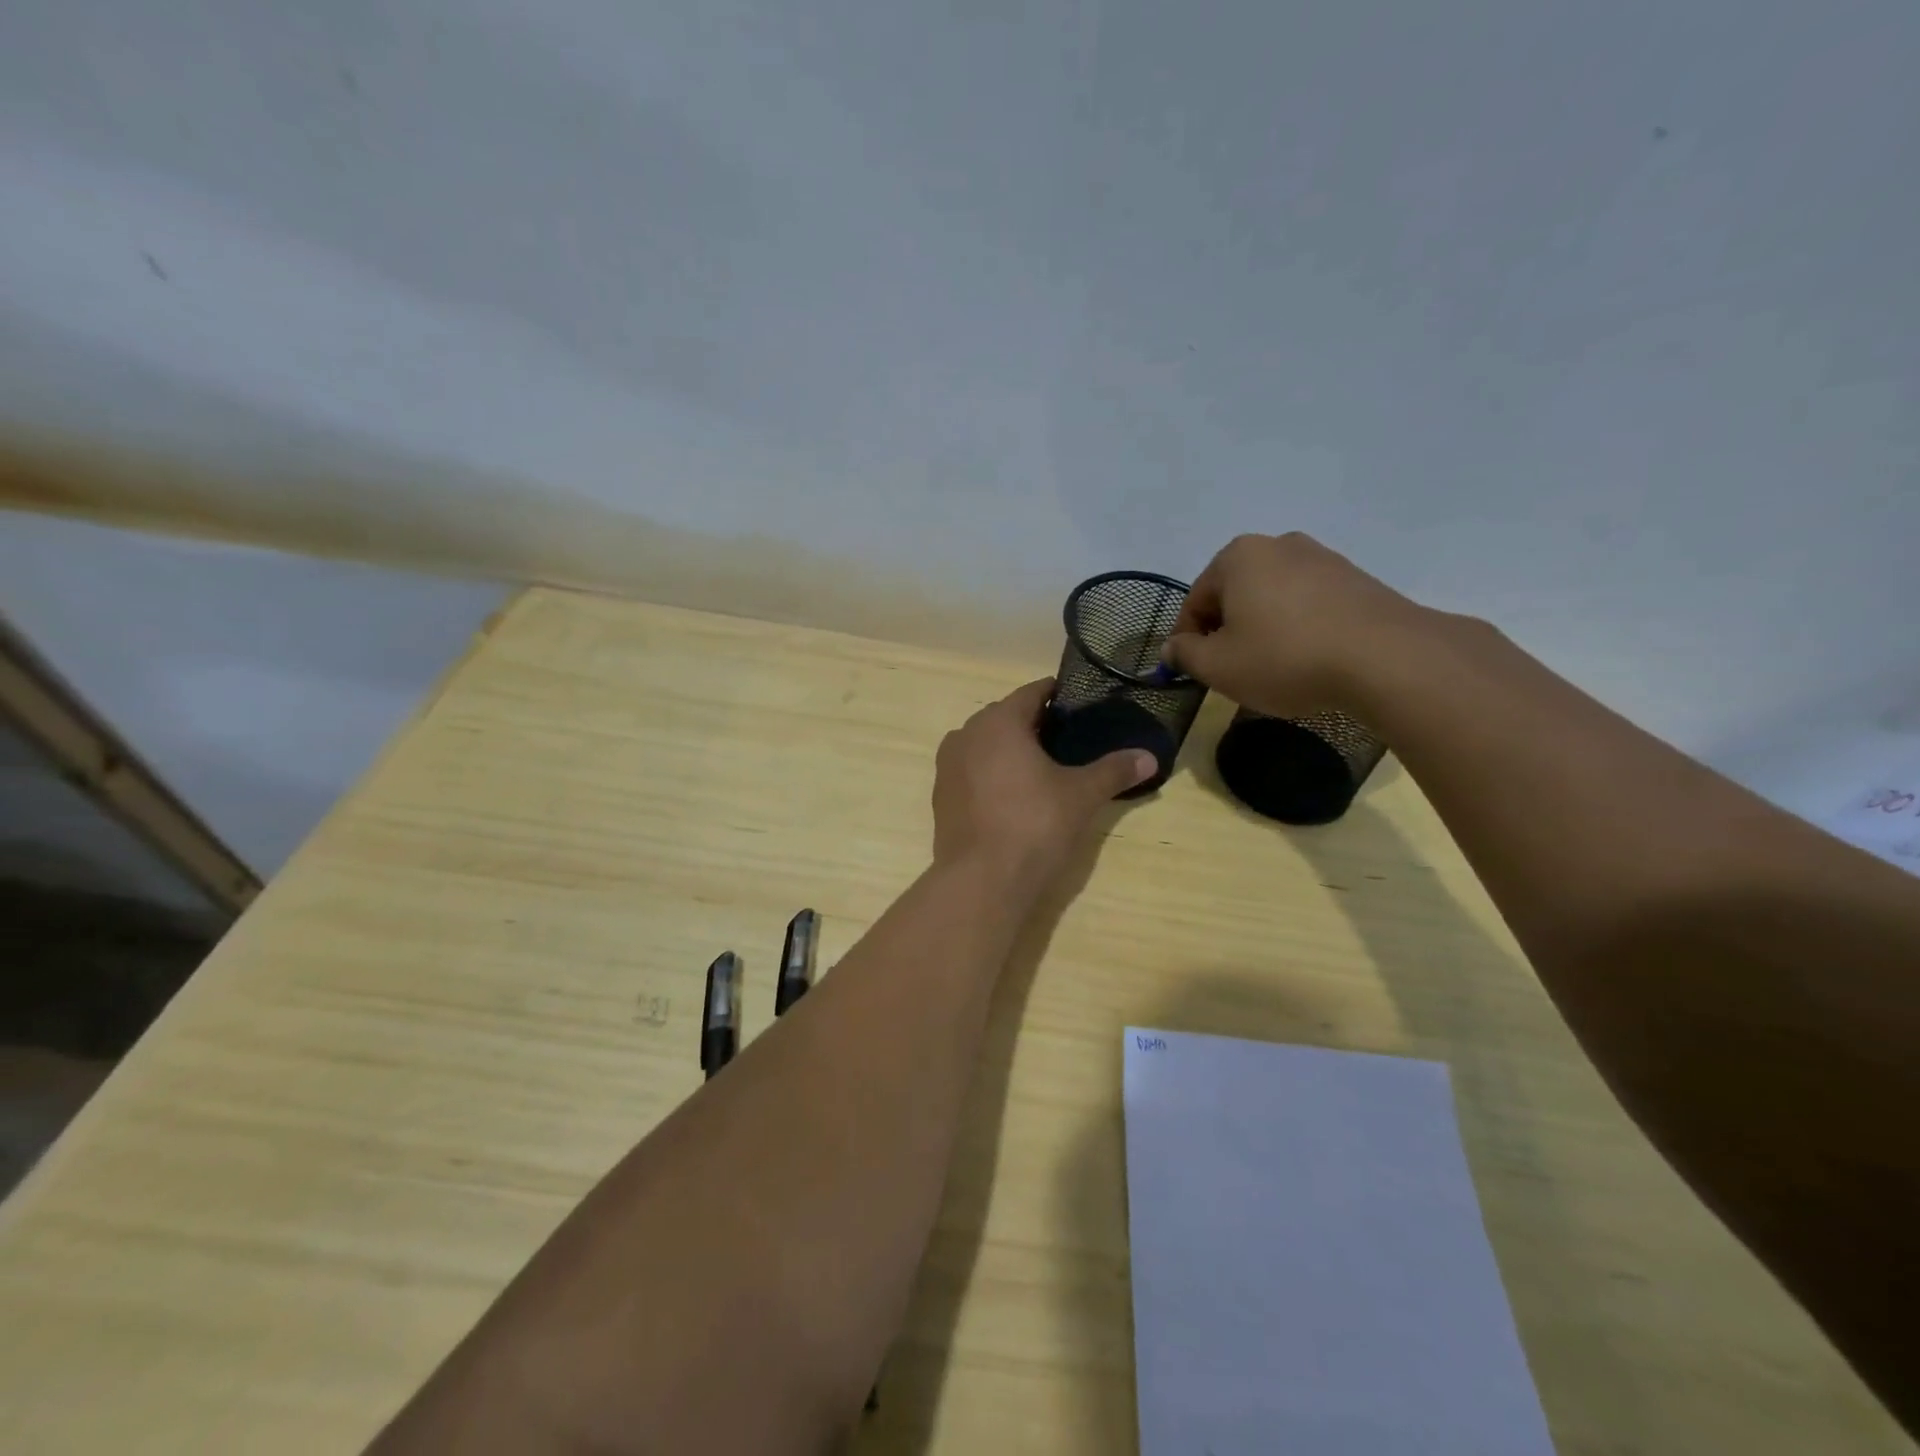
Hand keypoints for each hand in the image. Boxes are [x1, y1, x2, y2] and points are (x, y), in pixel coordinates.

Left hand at [932, 679, 1154, 883]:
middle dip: (1034, 724)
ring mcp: (948, 765)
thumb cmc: (1034, 824)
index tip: (1079, 704)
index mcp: (999, 721)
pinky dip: (991, 773)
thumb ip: (1114, 770)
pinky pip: (971, 770)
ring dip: (1009, 749)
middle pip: (1006, 716)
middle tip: (1067, 739)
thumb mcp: (1082, 795)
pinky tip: (1013, 795)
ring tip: (1041, 768)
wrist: (982, 880)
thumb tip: (1151, 757)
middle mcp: (966, 734)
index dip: (1057, 695)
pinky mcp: (941, 796)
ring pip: (985, 744)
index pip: (1032, 693)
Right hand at [1162, 532, 1429, 718]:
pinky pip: (1309, 604)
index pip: (1195, 601)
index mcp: (1237, 557)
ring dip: (1263, 630)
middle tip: (1233, 671)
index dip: (1187, 640)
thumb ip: (1185, 654)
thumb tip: (1173, 647)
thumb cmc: (1285, 658)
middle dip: (1227, 631)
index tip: (1194, 672)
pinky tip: (1308, 660)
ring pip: (1272, 599)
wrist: (1386, 658)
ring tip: (1273, 669)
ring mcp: (1322, 558)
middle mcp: (1278, 545)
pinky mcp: (1356, 579)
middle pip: (1234, 595)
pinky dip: (1298, 629)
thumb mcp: (1218, 666)